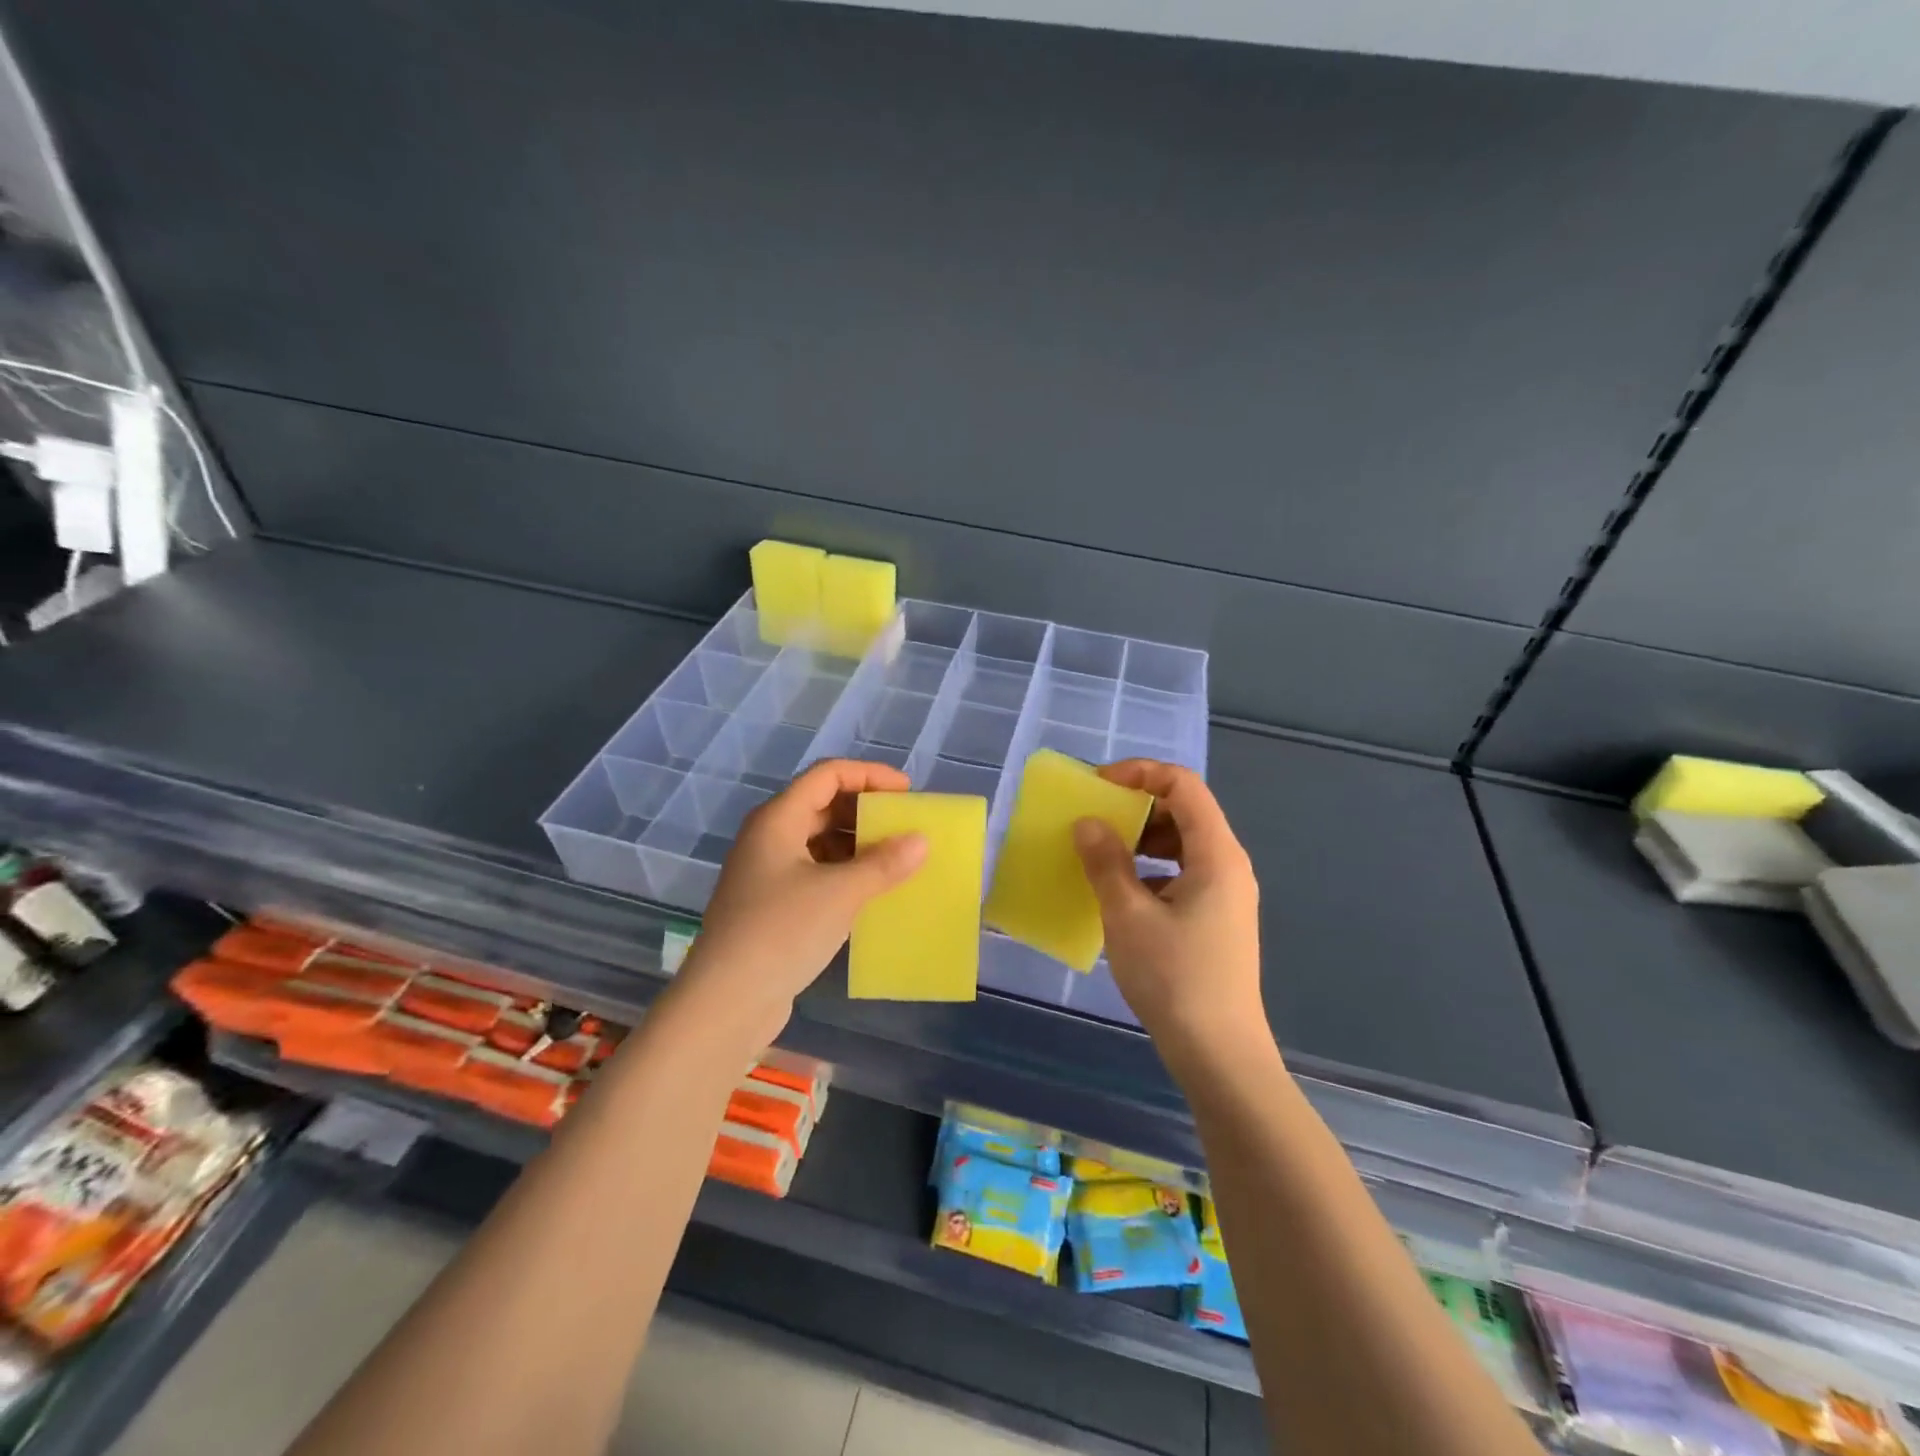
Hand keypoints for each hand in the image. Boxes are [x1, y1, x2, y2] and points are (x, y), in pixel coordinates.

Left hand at [668, 759, 928, 1051]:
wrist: (726, 1002)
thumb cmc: (782, 932)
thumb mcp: (841, 893)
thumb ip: (884, 863)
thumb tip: (920, 841)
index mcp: (777, 819)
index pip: (828, 774)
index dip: (870, 775)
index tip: (907, 793)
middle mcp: (768, 837)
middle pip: (822, 805)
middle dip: (865, 811)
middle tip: (905, 826)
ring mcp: (766, 872)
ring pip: (819, 841)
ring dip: (857, 845)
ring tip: (896, 860)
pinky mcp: (771, 905)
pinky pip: (814, 872)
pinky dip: (844, 873)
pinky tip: (870, 892)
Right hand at [1073, 761, 1266, 1068]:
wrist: (1220, 1055)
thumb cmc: (1175, 978)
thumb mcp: (1128, 915)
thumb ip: (1105, 862)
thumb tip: (1088, 823)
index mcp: (1217, 855)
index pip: (1184, 786)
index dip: (1141, 773)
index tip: (1099, 785)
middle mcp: (1229, 866)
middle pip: (1186, 811)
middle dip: (1138, 807)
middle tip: (1096, 820)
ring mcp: (1226, 894)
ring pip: (1183, 844)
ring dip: (1142, 839)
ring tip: (1104, 855)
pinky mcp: (1217, 919)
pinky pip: (1183, 873)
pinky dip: (1151, 869)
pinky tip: (1123, 895)